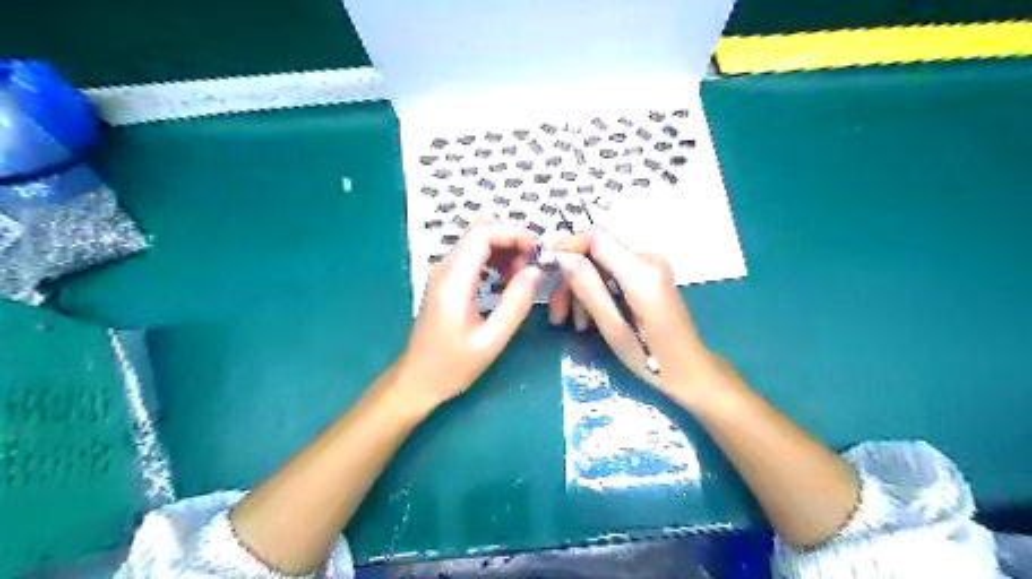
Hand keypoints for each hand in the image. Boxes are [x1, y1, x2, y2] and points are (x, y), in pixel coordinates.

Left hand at [395, 216, 540, 407]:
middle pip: (481, 232)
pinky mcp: (446, 281)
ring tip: (524, 276)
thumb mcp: (491, 340)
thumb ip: (515, 303)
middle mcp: (446, 267)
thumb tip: (536, 270)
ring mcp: (444, 272)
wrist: (418, 379)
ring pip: (478, 242)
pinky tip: (507, 281)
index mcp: (454, 280)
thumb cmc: (453, 366)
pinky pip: (473, 257)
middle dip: (513, 240)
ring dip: (505, 250)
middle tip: (534, 266)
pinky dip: (495, 260)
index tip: (539, 251)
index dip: (514, 234)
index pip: (483, 233)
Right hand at [549, 229, 722, 399]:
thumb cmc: (652, 359)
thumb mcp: (614, 329)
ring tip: (574, 324)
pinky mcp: (648, 274)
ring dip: (581, 289)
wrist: (690, 370)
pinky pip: (612, 272)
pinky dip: (596, 291)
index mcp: (642, 272)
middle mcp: (647, 258)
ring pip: (600, 264)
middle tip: (557, 315)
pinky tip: (590, 318)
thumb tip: (563, 258)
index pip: (596, 237)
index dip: (567, 247)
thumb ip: (589, 290)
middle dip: (571, 279)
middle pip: (595, 251)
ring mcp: (650, 265)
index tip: (547, 274)